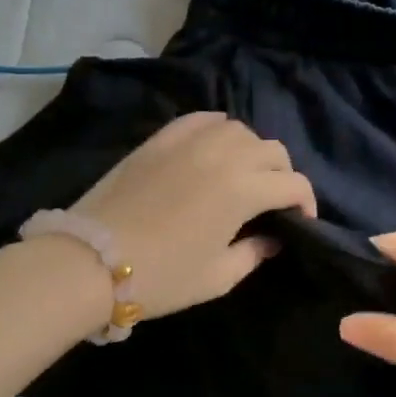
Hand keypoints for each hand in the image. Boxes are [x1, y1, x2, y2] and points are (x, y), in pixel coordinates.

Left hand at [67, 112, 316, 320]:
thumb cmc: (161, 276)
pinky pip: (202, 119)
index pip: (293, 184)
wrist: (90, 262)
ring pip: (239, 129)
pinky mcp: (161, 138)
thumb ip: (254, 253)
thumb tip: (273, 238)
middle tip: (273, 200)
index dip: (306, 202)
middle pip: (271, 150)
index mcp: (243, 190)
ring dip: (252, 150)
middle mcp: (223, 155)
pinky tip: (214, 146)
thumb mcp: (217, 277)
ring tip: (243, 173)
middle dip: (282, 174)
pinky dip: (218, 129)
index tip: (301, 221)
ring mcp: (190, 141)